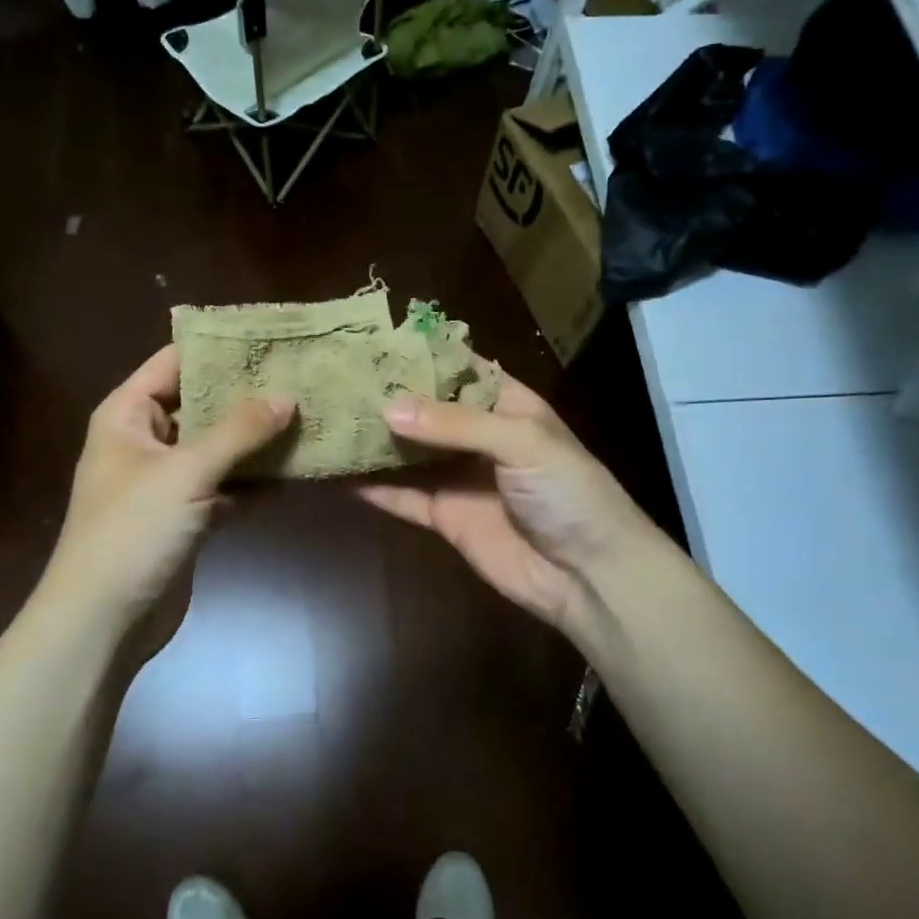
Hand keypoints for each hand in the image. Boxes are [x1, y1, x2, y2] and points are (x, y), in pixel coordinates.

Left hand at [35, 345, 293, 638]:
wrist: (104, 621)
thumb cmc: (132, 531)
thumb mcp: (186, 472)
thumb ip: (239, 431)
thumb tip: (287, 396)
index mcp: (129, 414)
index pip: (175, 361)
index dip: (220, 348)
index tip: (272, 337)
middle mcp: (147, 439)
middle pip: (203, 404)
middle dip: (249, 396)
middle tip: (303, 376)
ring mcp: (168, 479)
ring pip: (220, 447)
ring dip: (258, 440)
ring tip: (310, 416)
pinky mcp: (188, 515)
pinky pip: (227, 485)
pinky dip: (255, 481)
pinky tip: (297, 469)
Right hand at [357, 369, 653, 643]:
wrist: (590, 575)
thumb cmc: (568, 492)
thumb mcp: (522, 442)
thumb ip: (456, 424)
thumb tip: (387, 408)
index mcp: (507, 405)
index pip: (459, 368)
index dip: (421, 356)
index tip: (372, 343)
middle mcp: (478, 435)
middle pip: (426, 410)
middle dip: (387, 396)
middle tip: (336, 378)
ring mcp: (459, 477)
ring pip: (408, 452)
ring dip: (374, 439)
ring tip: (328, 418)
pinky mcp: (444, 516)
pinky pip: (403, 496)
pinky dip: (373, 487)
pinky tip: (336, 473)